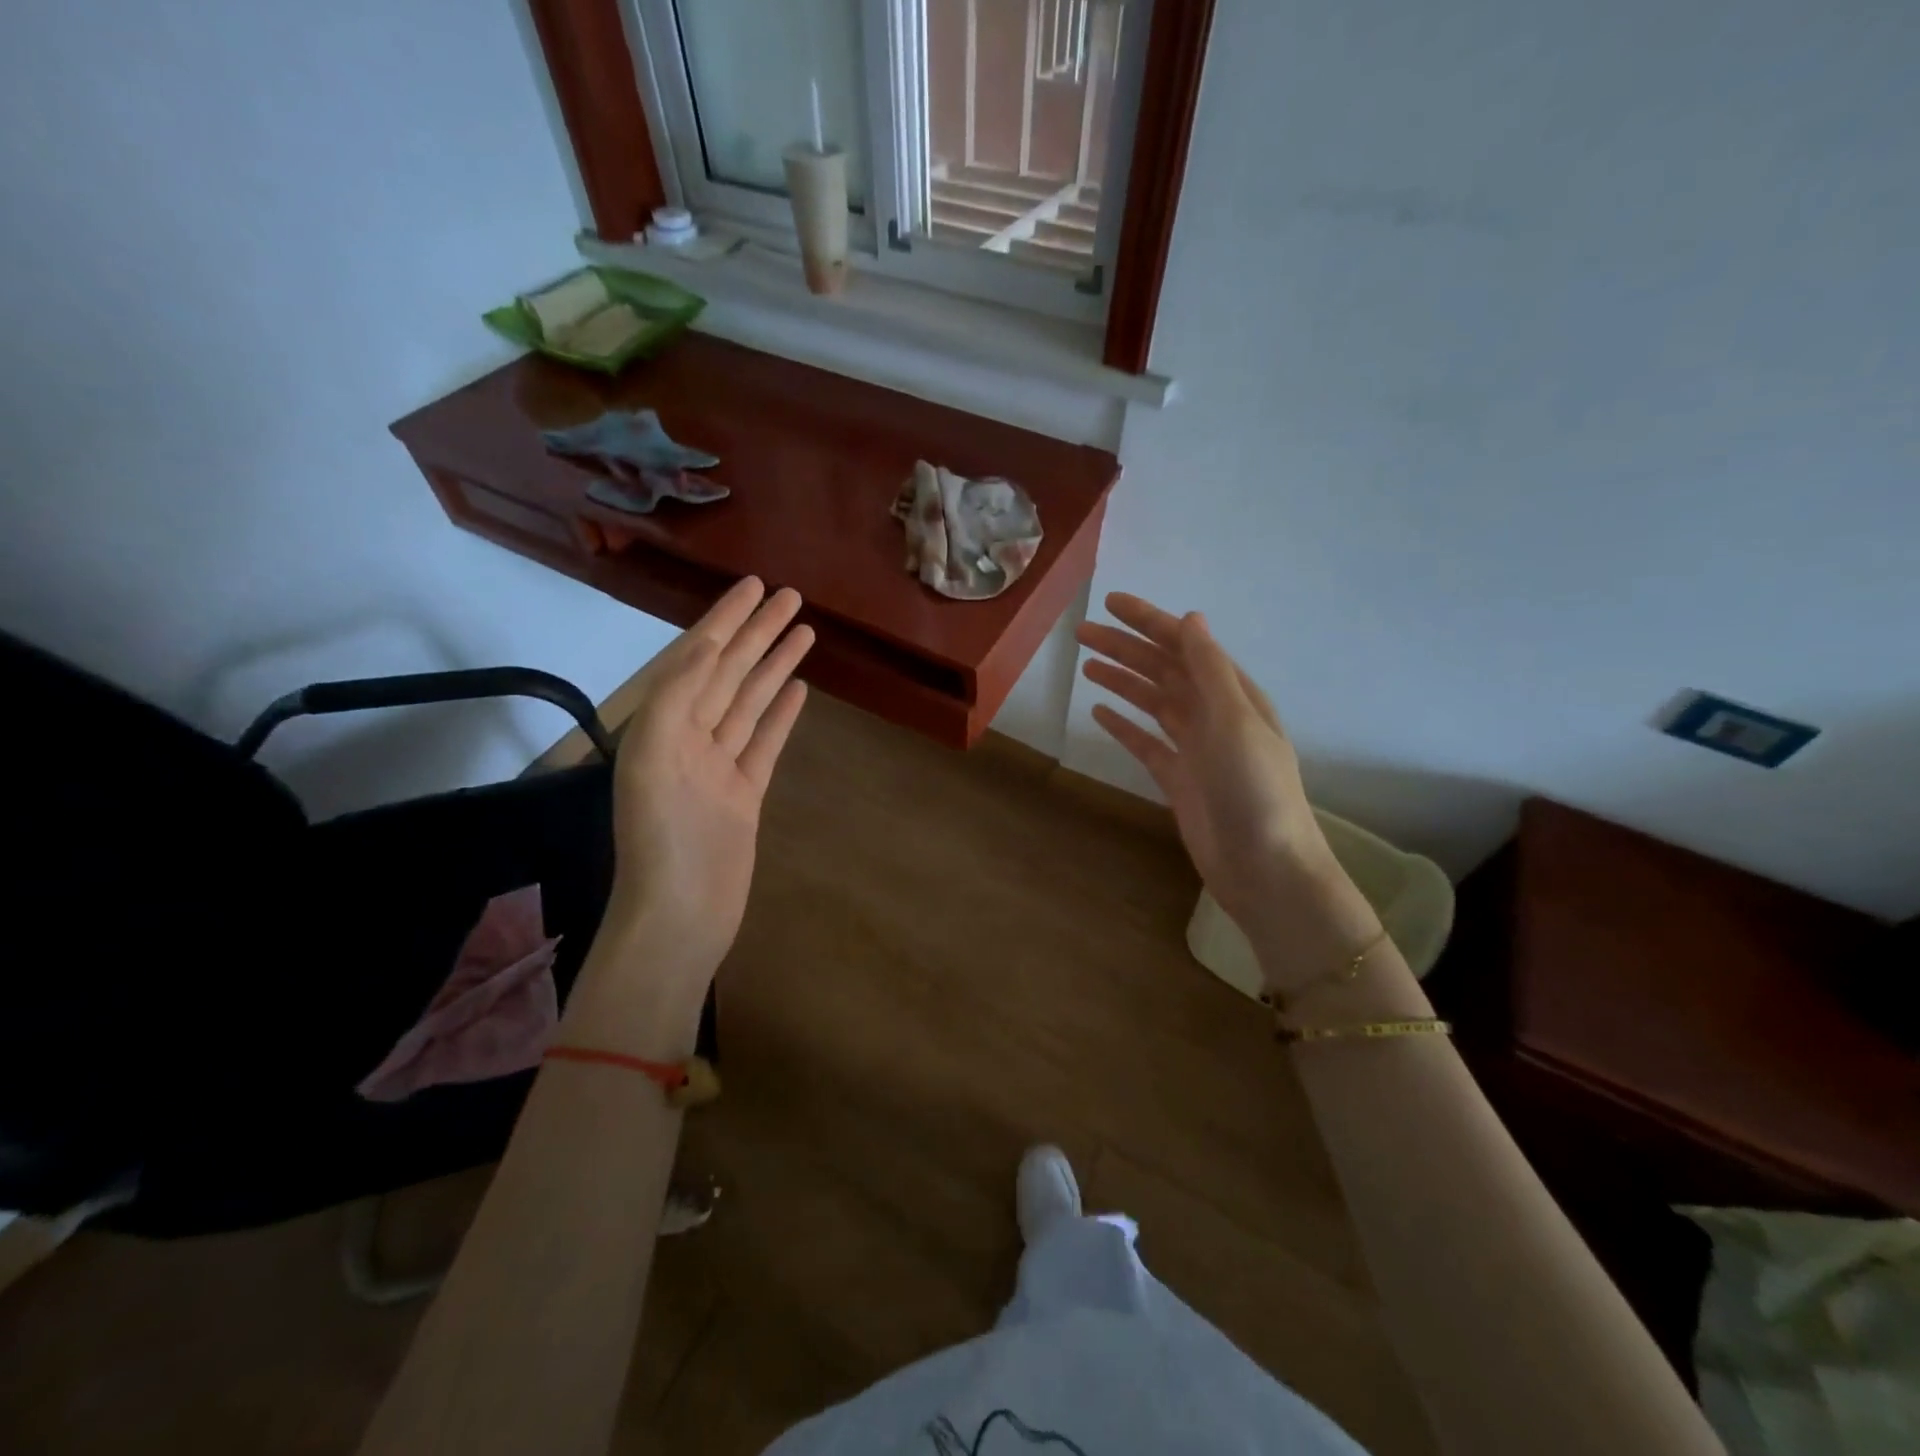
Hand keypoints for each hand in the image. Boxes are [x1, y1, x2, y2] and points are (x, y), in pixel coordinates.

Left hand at [606, 577, 812, 978]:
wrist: (681, 912)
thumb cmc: (663, 837)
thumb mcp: (654, 756)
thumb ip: (674, 696)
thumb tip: (703, 647)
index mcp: (661, 723)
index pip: (698, 656)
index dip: (725, 618)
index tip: (753, 585)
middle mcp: (689, 736)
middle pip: (730, 672)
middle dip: (758, 632)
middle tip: (792, 596)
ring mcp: (719, 764)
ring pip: (750, 702)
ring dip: (774, 666)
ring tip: (804, 632)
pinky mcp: (744, 792)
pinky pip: (765, 742)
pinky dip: (780, 714)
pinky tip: (797, 689)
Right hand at [1077, 594, 1377, 994]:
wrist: (1264, 866)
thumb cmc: (1253, 789)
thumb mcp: (1234, 720)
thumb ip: (1209, 669)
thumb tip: (1190, 619)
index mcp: (1232, 694)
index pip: (1184, 645)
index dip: (1148, 621)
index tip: (1110, 603)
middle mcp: (1213, 714)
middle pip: (1162, 670)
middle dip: (1124, 648)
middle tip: (1081, 632)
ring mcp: (1195, 748)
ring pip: (1152, 702)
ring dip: (1122, 681)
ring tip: (1086, 664)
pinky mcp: (1179, 779)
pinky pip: (1146, 743)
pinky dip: (1124, 726)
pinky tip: (1100, 714)